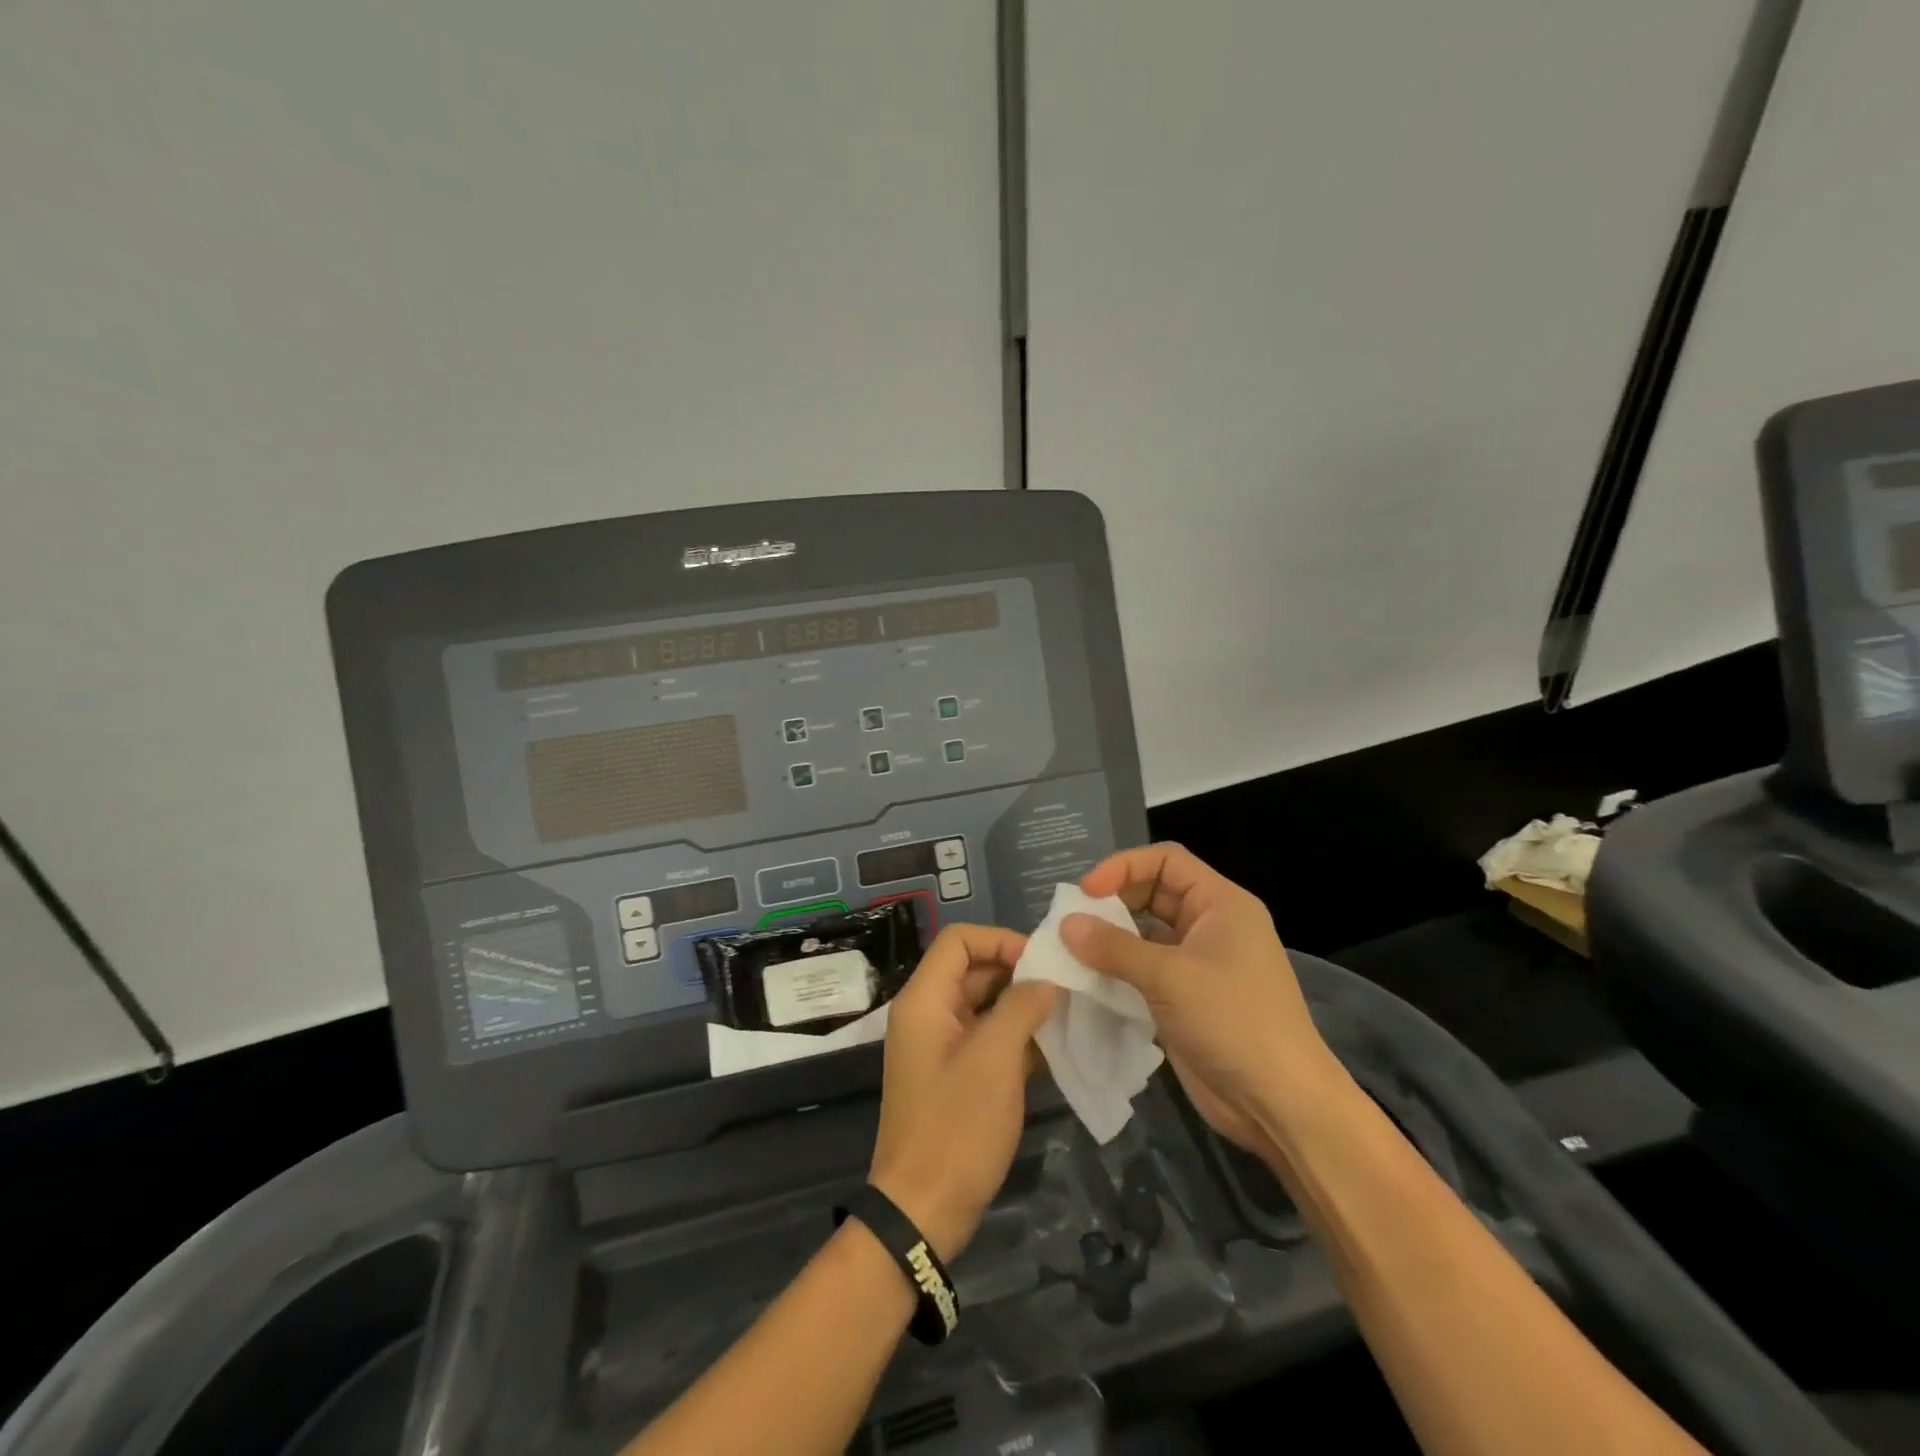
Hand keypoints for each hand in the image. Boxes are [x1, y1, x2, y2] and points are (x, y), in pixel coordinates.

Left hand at [868, 923, 1056, 1260]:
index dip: (1001, 940)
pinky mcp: (953, 1074)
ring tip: (1066, 1016)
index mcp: (924, 1000)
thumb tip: (1046, 980)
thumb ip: (1021, 1007)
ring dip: (1022, 1006)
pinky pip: (985, 1037)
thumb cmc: (956, 1128)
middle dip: (1018, 973)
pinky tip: (1052, 1049)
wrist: (923, 1211)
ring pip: (983, 1004)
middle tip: (1064, 989)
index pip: (959, 940)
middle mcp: (928, 1013)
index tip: (1042, 963)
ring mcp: (940, 1045)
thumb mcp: (995, 1059)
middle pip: (973, 969)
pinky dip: (1015, 1036)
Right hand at [1061, 844, 1343, 1154]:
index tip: (1086, 891)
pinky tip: (1088, 983)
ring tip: (1071, 952)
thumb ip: (1113, 947)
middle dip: (1112, 903)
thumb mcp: (1169, 977)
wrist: (1279, 1104)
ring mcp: (1200, 965)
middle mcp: (1211, 926)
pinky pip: (1145, 971)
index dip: (1124, 867)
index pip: (1166, 861)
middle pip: (1153, 894)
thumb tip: (1065, 924)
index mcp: (1221, 904)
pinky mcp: (1187, 999)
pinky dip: (1118, 972)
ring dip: (1110, 941)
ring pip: (1146, 935)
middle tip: (1072, 923)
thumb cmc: (1233, 1021)